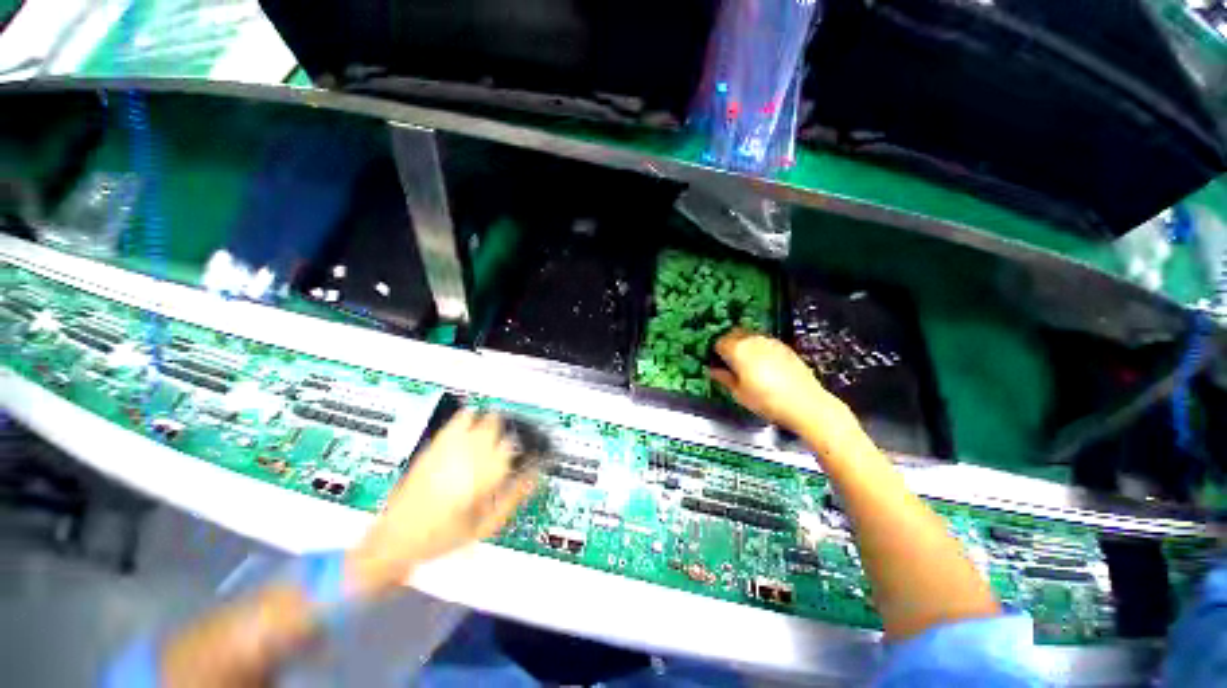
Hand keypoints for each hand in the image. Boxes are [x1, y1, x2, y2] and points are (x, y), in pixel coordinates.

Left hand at [345, 410, 536, 597]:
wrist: (394, 540)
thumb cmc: (444, 538)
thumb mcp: (484, 527)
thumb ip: (513, 498)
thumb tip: (534, 476)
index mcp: (482, 477)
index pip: (511, 448)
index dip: (521, 447)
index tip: (524, 452)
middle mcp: (467, 457)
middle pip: (496, 427)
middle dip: (506, 431)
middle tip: (509, 442)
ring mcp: (448, 449)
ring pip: (479, 421)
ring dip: (490, 422)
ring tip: (493, 430)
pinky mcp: (433, 447)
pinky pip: (456, 422)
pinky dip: (468, 417)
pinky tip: (471, 422)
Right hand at [709, 330, 853, 434]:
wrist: (806, 403)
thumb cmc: (766, 400)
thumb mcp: (738, 393)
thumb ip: (724, 378)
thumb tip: (713, 370)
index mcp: (738, 349)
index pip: (719, 342)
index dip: (714, 352)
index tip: (715, 363)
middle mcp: (753, 340)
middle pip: (733, 334)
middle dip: (727, 345)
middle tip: (726, 362)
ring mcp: (770, 341)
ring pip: (749, 337)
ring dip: (743, 345)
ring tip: (745, 364)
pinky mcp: (784, 346)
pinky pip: (764, 342)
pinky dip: (758, 349)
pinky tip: (762, 365)